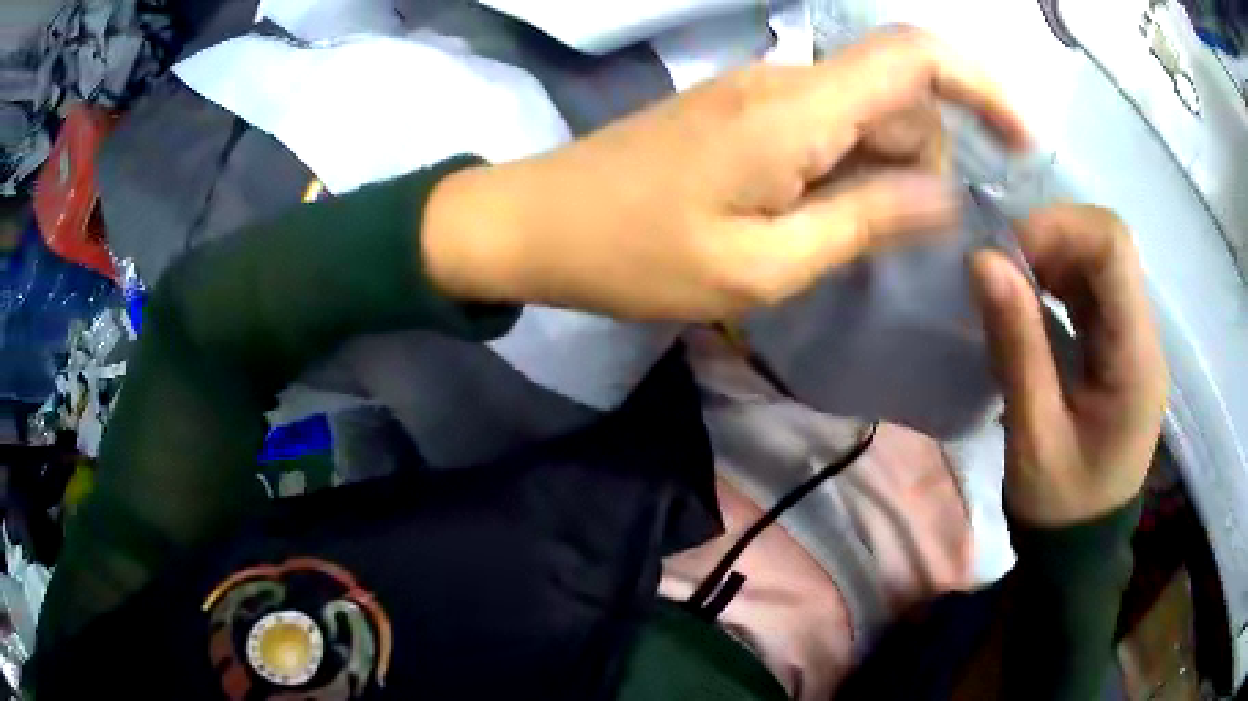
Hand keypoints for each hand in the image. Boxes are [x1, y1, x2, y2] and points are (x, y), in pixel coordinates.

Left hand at [425, 27, 1029, 320]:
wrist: (540, 224)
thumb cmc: (638, 255)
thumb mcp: (764, 263)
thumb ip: (864, 219)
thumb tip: (945, 195)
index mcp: (799, 109)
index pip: (915, 58)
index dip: (982, 86)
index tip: (1022, 141)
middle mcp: (787, 81)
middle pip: (899, 94)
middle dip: (927, 157)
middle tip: (900, 236)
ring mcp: (759, 92)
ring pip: (864, 113)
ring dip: (884, 170)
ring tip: (845, 238)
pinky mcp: (740, 112)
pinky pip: (824, 125)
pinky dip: (849, 168)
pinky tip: (820, 218)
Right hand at [972, 205, 1167, 527]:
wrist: (1080, 547)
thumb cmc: (1059, 505)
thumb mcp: (1033, 436)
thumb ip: (1017, 346)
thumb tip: (982, 261)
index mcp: (1135, 359)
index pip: (1113, 247)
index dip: (1058, 229)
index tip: (1006, 254)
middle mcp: (1144, 337)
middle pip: (1108, 244)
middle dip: (1051, 239)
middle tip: (1002, 269)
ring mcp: (1134, 340)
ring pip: (1099, 260)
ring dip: (1051, 257)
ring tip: (1011, 286)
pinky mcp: (1120, 347)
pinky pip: (1093, 289)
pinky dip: (1057, 280)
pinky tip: (1030, 303)